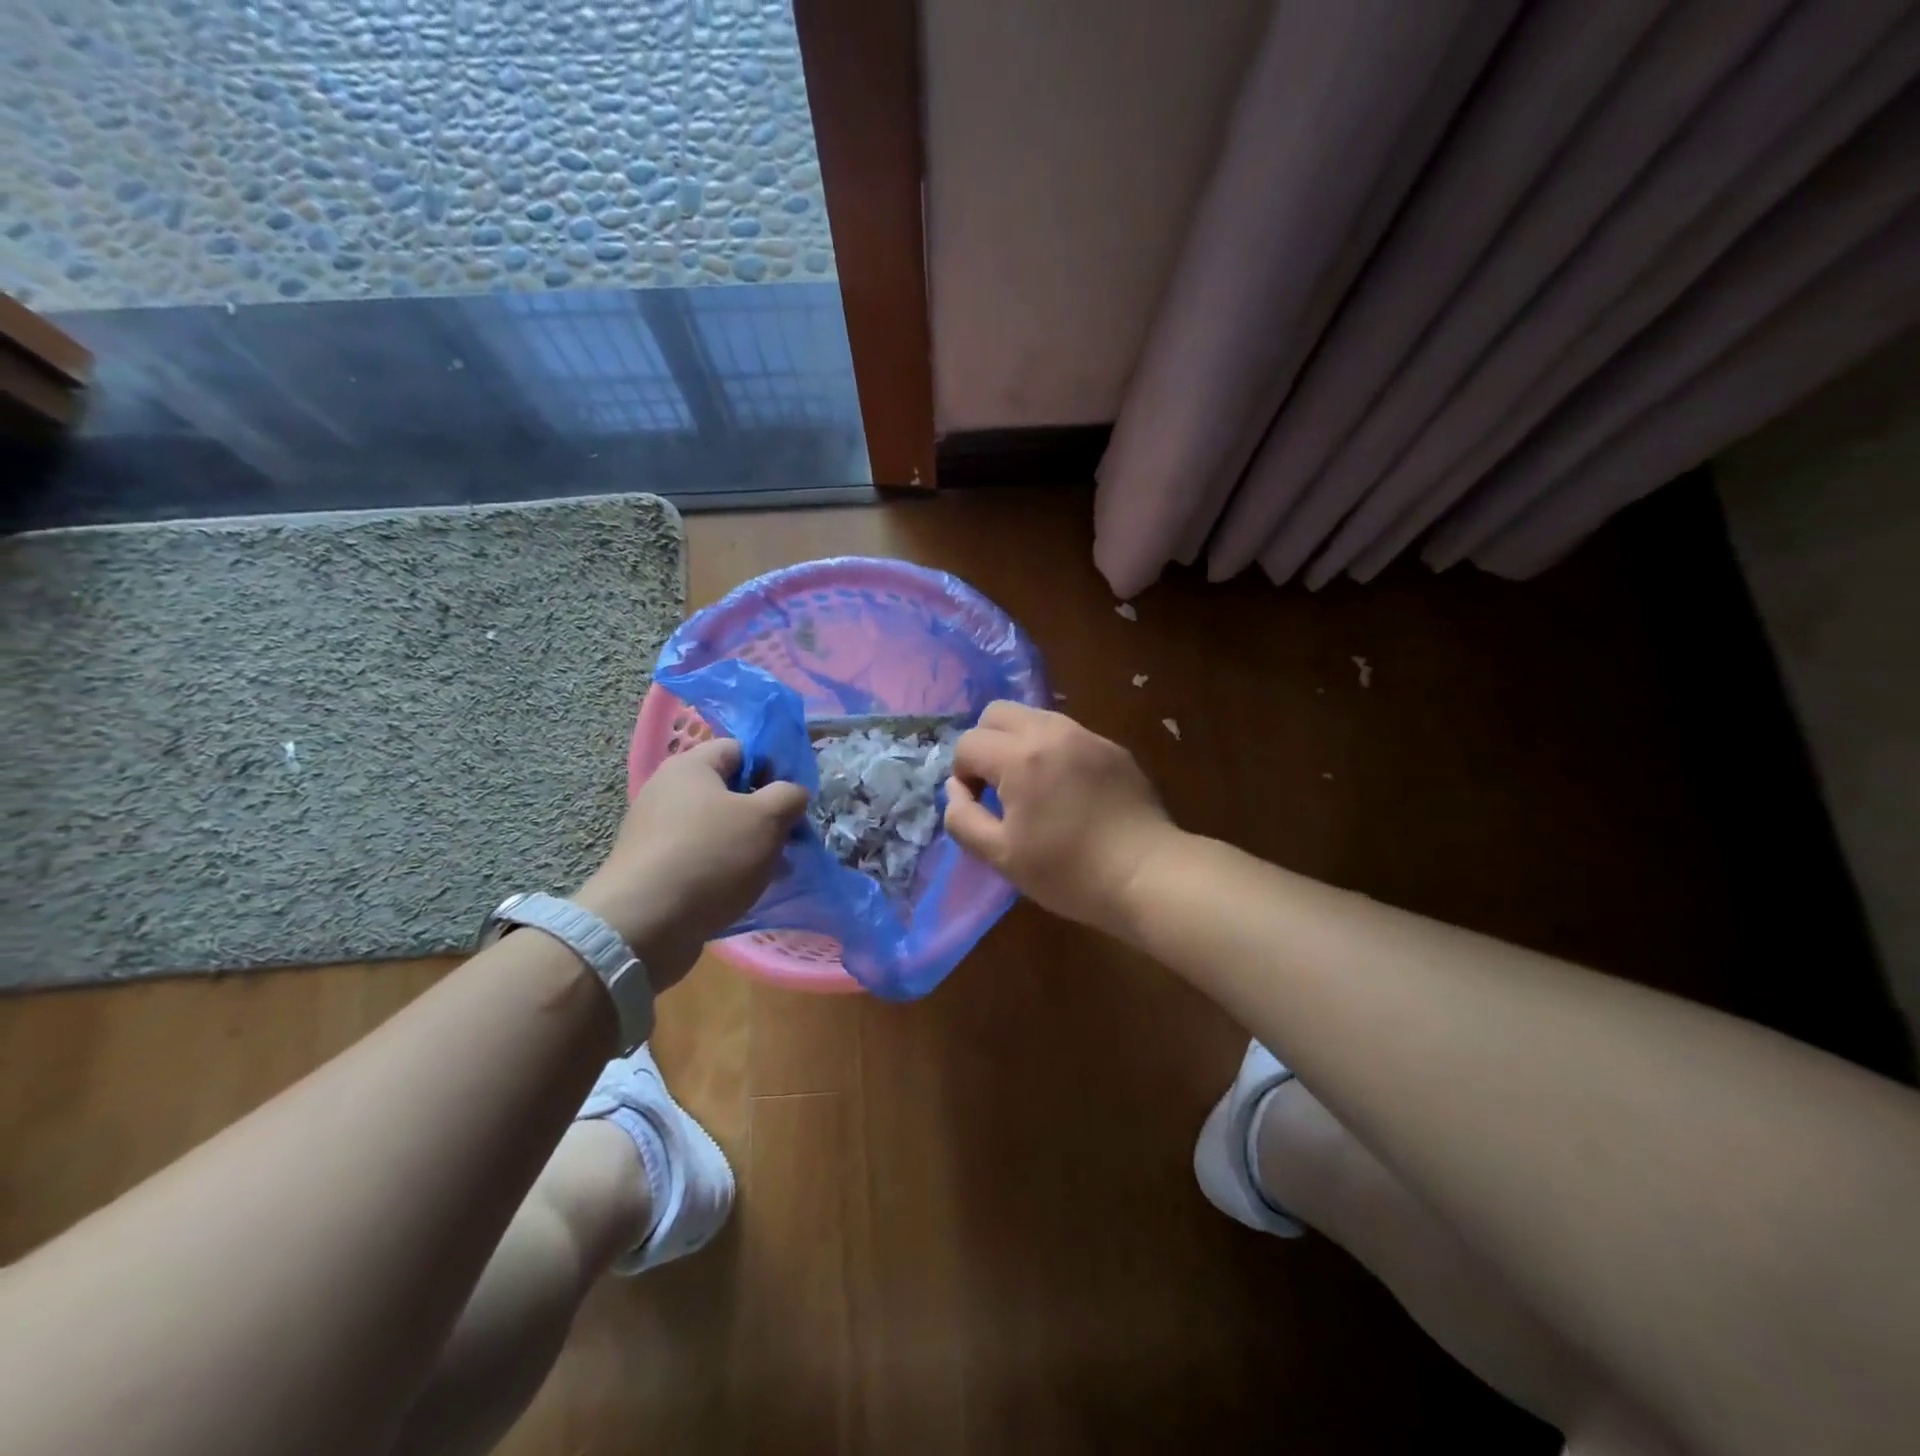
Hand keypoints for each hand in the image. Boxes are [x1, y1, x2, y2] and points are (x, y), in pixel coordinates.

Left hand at [575, 739, 807, 991]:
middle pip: (729, 791)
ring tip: (770, 871)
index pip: (740, 750)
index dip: (771, 770)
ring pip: (717, 828)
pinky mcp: (652, 867)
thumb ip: (789, 796)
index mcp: (690, 767)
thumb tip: (792, 794)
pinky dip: (722, 869)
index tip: (788, 802)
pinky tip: (740, 891)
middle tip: (785, 839)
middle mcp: (667, 791)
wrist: (644, 926)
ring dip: (747, 845)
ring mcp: (656, 831)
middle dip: (762, 814)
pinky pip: (699, 857)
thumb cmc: (711, 857)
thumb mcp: (767, 818)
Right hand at [943, 701, 1177, 931]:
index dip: (962, 775)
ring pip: (1035, 717)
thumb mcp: (1001, 856)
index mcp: (1020, 757)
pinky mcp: (1113, 748)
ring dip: (1018, 743)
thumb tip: (956, 791)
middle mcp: (1052, 732)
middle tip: (996, 785)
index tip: (978, 806)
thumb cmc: (1069, 871)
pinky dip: (1053, 751)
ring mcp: (1087, 735)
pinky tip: (1067, 791)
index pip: (968, 744)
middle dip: (985, 743)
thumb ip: (963, 819)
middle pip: (998, 712)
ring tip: (1031, 787)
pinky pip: (1068, 734)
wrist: (1147, 874)